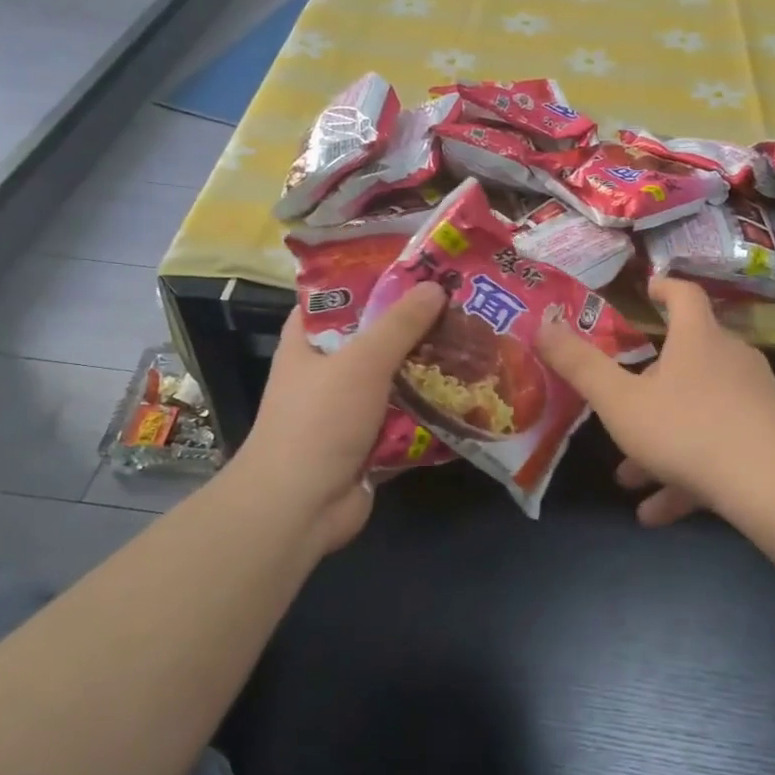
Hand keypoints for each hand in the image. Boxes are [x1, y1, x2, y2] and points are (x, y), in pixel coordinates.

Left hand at [234, 283, 444, 552]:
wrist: (300, 506)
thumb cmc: (320, 421)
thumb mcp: (361, 361)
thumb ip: (400, 324)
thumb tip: (436, 287)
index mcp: (308, 342)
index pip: (338, 296)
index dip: (374, 279)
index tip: (418, 268)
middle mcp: (326, 371)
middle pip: (374, 338)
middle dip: (414, 326)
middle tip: (461, 305)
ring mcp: (348, 410)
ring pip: (394, 379)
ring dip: (427, 369)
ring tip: (474, 344)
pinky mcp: (369, 442)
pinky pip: (405, 417)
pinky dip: (430, 409)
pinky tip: (468, 394)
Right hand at [537, 277, 774, 525]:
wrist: (773, 486)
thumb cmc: (687, 429)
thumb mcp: (620, 402)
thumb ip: (580, 365)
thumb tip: (542, 325)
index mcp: (698, 340)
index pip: (685, 296)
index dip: (665, 289)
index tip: (650, 289)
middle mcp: (731, 361)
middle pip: (687, 361)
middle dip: (647, 386)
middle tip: (620, 405)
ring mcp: (753, 401)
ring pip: (697, 413)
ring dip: (660, 441)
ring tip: (628, 477)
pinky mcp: (767, 440)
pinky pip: (717, 450)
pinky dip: (686, 475)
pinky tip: (656, 512)